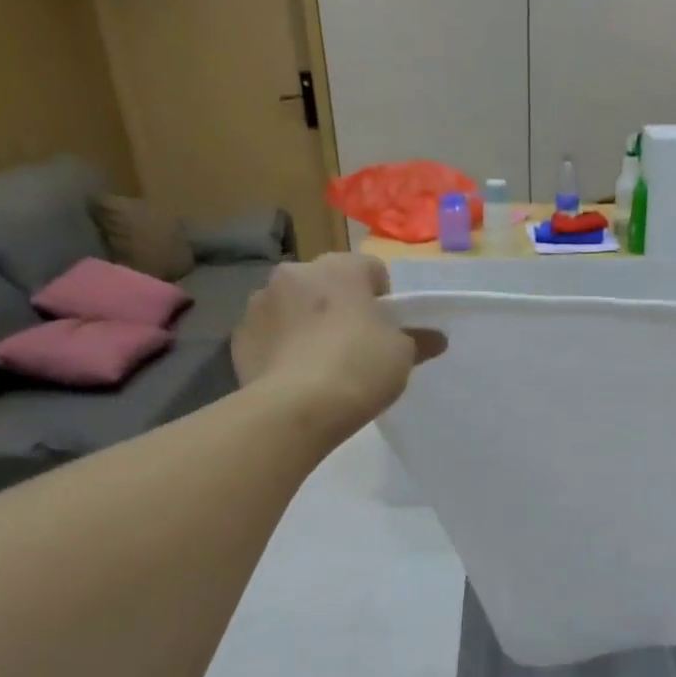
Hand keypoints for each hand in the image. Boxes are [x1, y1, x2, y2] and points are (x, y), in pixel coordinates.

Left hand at [232, 254, 444, 441]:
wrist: (296, 408)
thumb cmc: (359, 368)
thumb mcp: (402, 355)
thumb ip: (418, 340)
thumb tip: (436, 339)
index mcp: (339, 268)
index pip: (371, 269)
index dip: (383, 298)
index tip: (388, 328)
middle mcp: (295, 273)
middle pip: (327, 284)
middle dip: (340, 306)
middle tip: (356, 345)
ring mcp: (260, 302)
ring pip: (293, 307)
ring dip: (306, 323)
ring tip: (320, 363)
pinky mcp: (239, 336)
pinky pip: (270, 335)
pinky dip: (281, 348)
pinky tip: (295, 376)